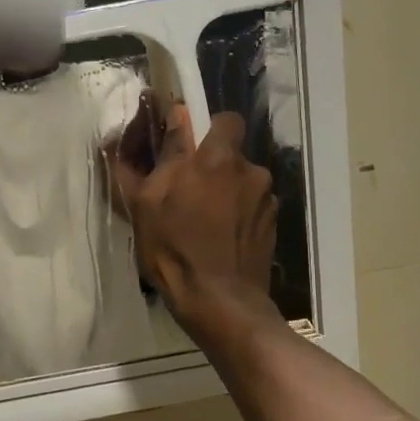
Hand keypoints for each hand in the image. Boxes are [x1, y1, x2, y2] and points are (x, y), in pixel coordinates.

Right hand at [111, 105, 278, 337]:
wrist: (220, 301)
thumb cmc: (174, 250)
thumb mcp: (146, 203)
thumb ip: (155, 156)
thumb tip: (158, 122)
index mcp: (217, 158)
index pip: (224, 119)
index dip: (206, 127)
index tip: (189, 147)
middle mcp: (249, 170)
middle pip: (233, 152)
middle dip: (215, 164)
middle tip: (192, 190)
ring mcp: (266, 198)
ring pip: (243, 180)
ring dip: (228, 191)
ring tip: (207, 222)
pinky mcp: (273, 224)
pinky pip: (253, 206)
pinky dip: (240, 214)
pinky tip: (223, 238)